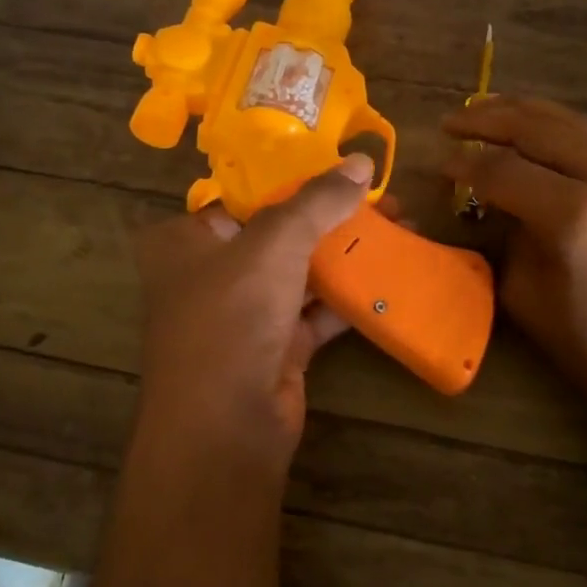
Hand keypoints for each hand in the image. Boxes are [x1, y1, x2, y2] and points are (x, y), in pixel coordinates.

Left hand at [133, 155, 374, 456]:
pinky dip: (347, 295)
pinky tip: (388, 275)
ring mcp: (243, 314)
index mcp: (186, 241)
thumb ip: (317, 201)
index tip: (344, 169)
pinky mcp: (275, 347)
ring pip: (301, 272)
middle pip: (280, 233)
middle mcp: (209, 274)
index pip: (245, 197)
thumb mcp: (274, 243)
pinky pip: (315, 310)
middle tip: (386, 202)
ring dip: (347, 254)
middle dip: (333, 217)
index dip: (296, 179)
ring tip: (400, 230)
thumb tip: (361, 162)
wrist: (225, 425)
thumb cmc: (231, 315)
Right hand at [444, 97, 586, 432]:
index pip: (501, 170)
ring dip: (522, 112)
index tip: (436, 164)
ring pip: (568, 122)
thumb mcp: (524, 295)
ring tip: (484, 110)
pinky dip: (553, 128)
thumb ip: (503, 237)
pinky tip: (531, 132)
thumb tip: (489, 204)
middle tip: (451, 122)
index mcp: (572, 214)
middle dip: (487, 120)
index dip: (463, 163)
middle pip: (536, 128)